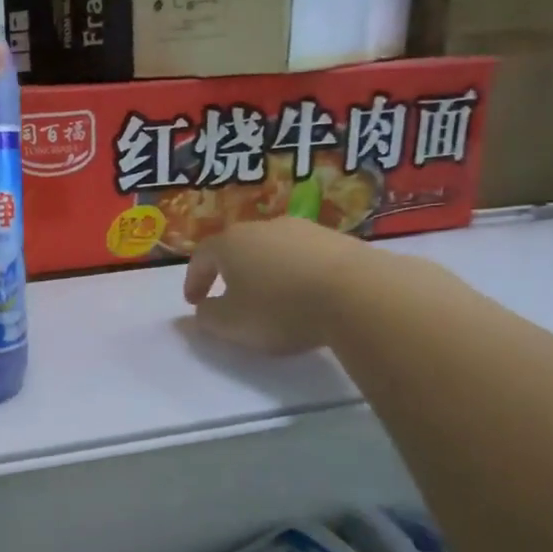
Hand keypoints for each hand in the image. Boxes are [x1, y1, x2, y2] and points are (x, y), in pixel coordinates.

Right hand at [182, 216, 353, 354]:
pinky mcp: (338, 239)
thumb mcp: (231, 324)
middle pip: (238, 247)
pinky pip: (305, 256)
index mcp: (231, 243)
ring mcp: (304, 229)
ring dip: (267, 271)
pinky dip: (298, 273)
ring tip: (273, 298)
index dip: (194, 280)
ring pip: (274, 249)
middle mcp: (264, 227)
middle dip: (230, 272)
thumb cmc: (280, 309)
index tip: (194, 303)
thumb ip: (207, 318)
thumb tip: (200, 310)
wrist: (358, 293)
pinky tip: (307, 295)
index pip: (202, 256)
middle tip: (230, 296)